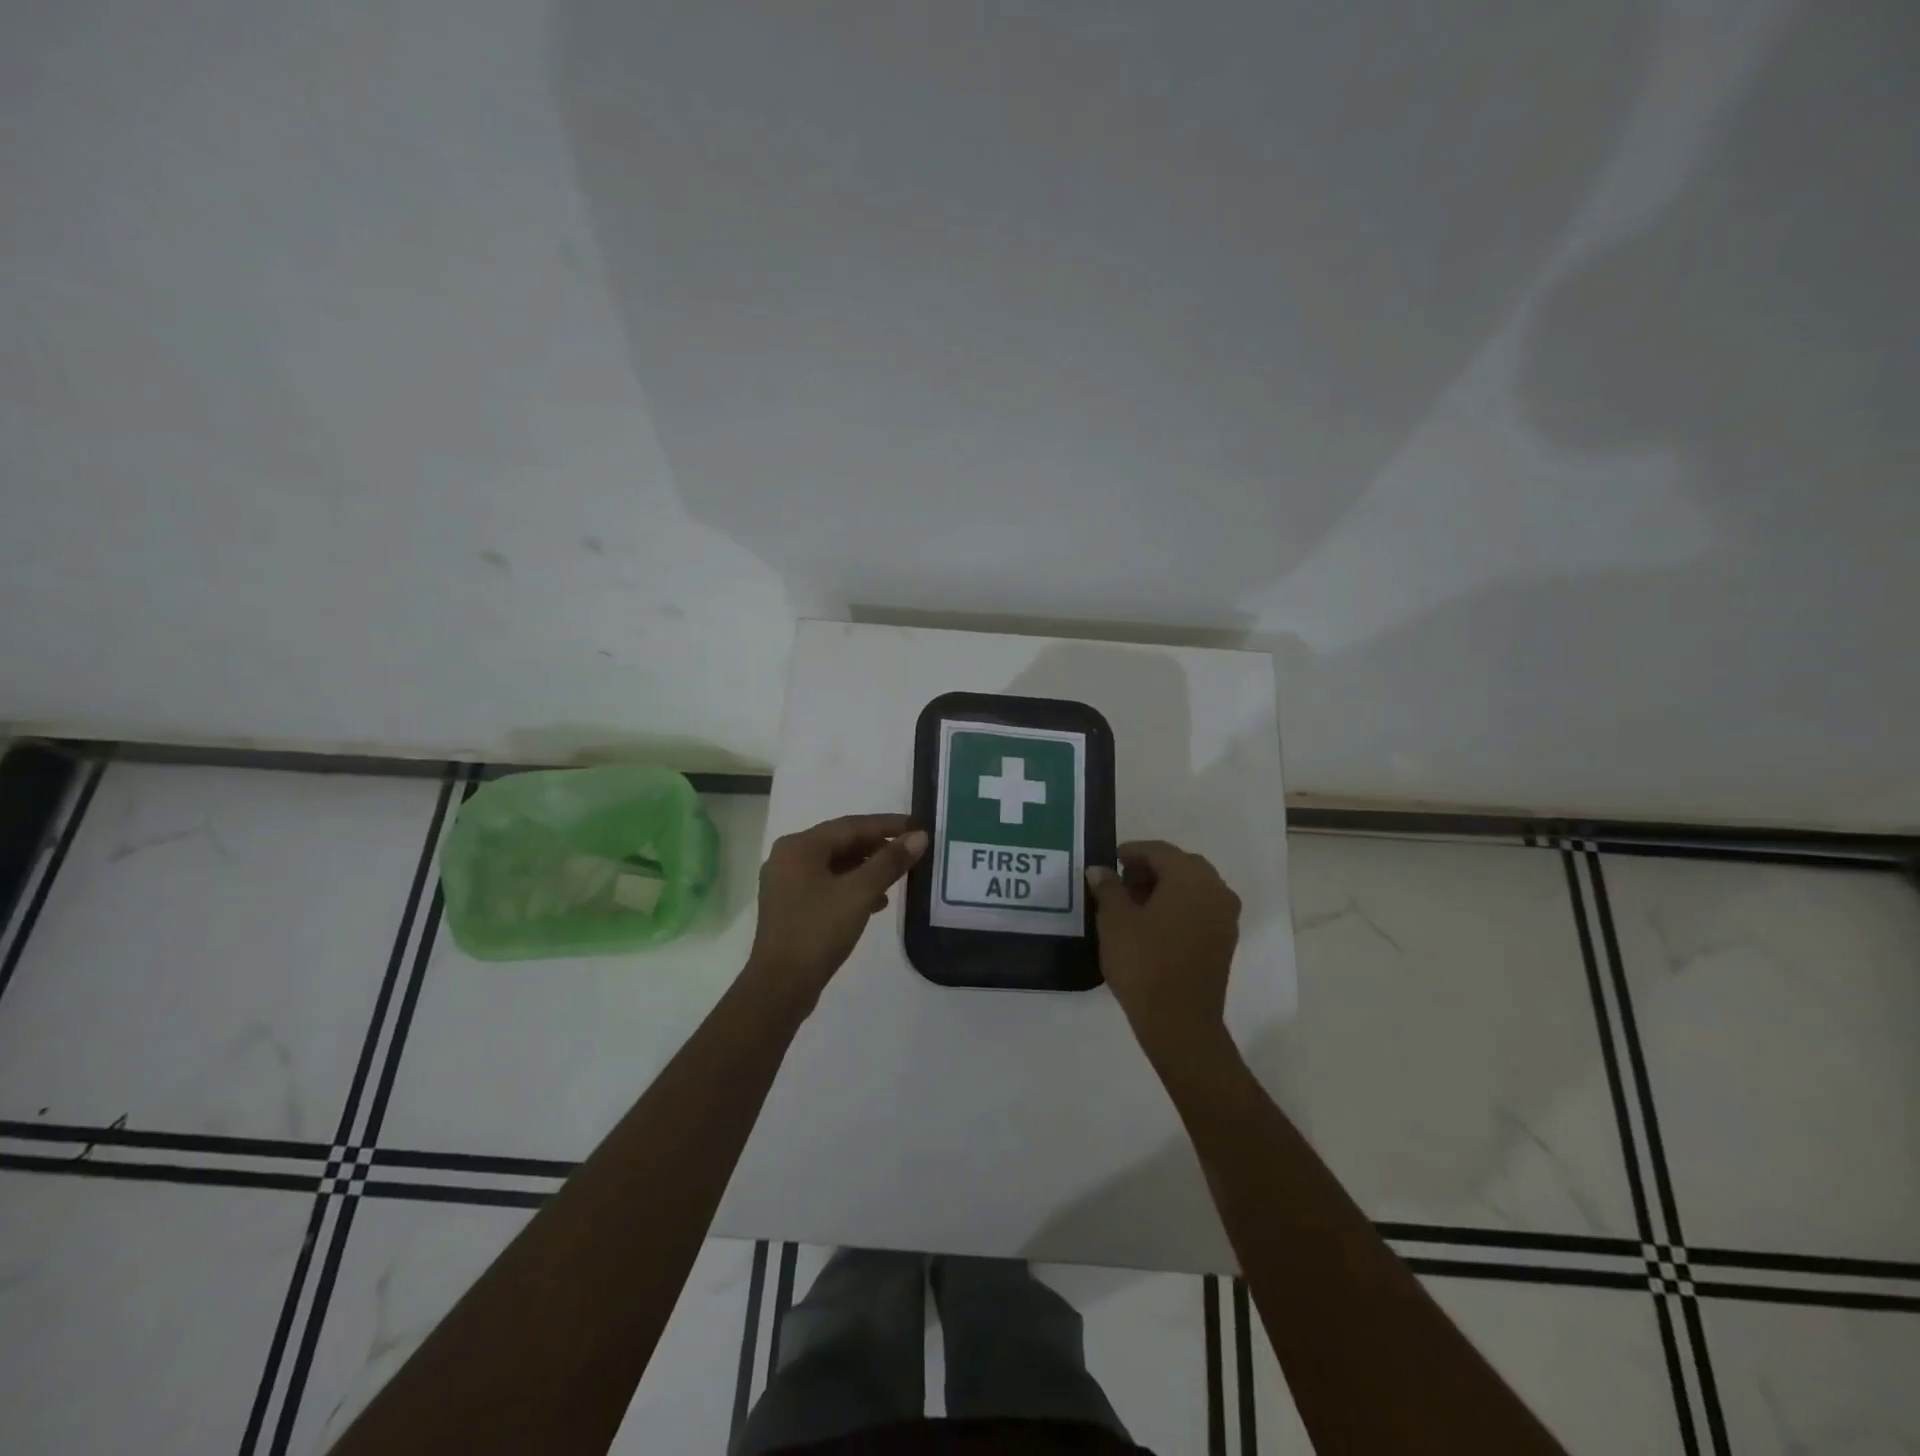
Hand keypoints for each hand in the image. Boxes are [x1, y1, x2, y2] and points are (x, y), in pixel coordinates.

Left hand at [745, 814, 927, 1012]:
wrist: (780, 986)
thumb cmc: (818, 931)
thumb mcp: (860, 893)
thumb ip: (890, 862)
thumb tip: (919, 837)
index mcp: (800, 846)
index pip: (851, 825)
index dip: (887, 825)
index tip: (918, 826)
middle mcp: (788, 857)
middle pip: (841, 842)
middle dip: (877, 846)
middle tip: (910, 849)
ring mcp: (786, 883)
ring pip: (834, 864)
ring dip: (867, 868)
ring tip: (898, 875)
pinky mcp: (790, 906)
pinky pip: (827, 884)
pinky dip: (852, 887)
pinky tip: (876, 901)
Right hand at [1086, 840, 1240, 1056]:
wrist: (1180, 1022)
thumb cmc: (1144, 963)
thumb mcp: (1115, 921)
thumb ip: (1108, 888)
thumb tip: (1100, 870)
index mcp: (1190, 877)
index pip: (1159, 851)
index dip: (1131, 852)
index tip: (1110, 861)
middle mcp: (1215, 889)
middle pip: (1180, 866)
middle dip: (1149, 870)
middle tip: (1120, 884)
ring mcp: (1225, 916)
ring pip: (1192, 887)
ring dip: (1165, 888)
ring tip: (1133, 906)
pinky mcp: (1225, 940)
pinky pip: (1200, 908)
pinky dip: (1178, 907)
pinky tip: (1153, 924)